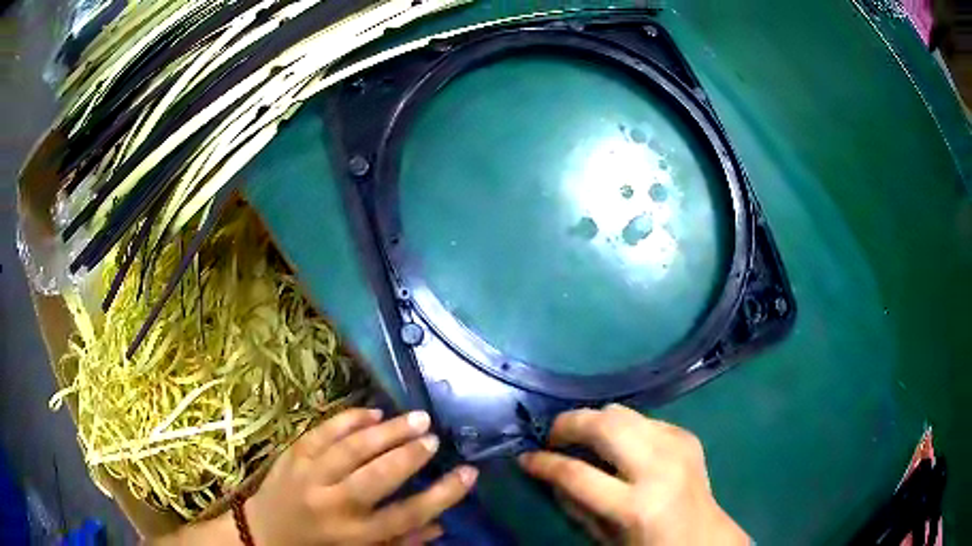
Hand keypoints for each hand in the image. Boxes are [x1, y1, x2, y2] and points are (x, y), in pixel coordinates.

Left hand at [245, 408, 477, 544]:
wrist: (264, 534)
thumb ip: (402, 542)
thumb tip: (441, 525)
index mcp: (356, 536)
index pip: (408, 515)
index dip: (443, 494)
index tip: (469, 473)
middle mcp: (334, 506)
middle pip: (378, 477)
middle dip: (410, 455)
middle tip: (434, 437)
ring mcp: (309, 477)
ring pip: (352, 449)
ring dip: (387, 431)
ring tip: (416, 418)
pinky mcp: (293, 456)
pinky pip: (323, 432)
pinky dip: (349, 419)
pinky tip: (373, 411)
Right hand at [519, 404, 747, 545]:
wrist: (703, 536)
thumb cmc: (649, 545)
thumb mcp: (604, 536)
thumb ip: (574, 503)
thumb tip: (549, 471)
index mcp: (635, 505)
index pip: (576, 474)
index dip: (544, 462)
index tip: (525, 457)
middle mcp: (658, 467)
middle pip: (604, 424)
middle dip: (569, 423)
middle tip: (554, 436)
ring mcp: (676, 445)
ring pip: (622, 411)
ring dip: (594, 420)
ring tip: (583, 437)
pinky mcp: (686, 435)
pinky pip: (643, 418)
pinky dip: (623, 427)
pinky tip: (621, 446)